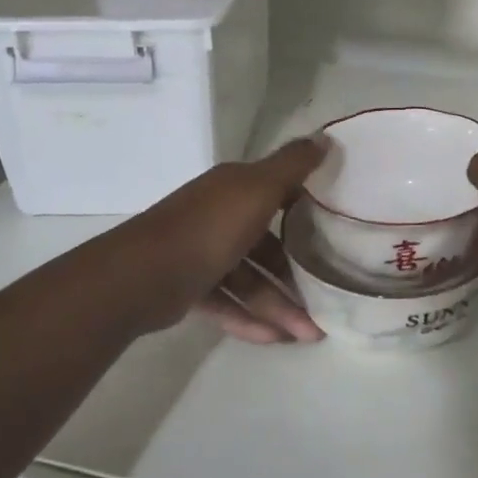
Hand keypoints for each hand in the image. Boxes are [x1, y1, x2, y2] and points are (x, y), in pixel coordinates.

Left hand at [136, 138, 328, 344]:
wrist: (142, 276)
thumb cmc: (209, 227)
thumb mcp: (259, 189)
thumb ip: (292, 166)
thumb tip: (324, 137)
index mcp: (234, 189)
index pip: (276, 193)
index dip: (304, 208)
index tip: (335, 228)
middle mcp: (218, 216)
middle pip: (266, 245)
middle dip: (296, 273)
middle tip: (325, 299)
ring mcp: (201, 253)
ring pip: (249, 280)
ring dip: (279, 305)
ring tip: (309, 334)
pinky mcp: (189, 288)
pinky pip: (228, 303)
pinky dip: (250, 320)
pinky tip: (276, 339)